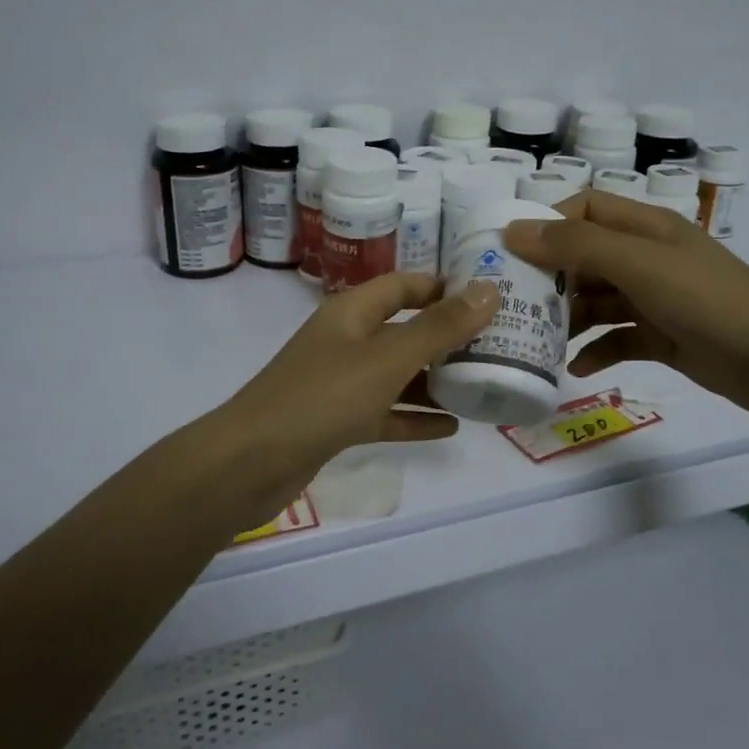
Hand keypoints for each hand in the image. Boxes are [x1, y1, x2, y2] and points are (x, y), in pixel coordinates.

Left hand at [217, 272, 499, 524]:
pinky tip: (451, 427)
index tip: (487, 298)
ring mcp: (339, 383)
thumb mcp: (388, 359)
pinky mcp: (336, 421)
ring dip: (434, 379)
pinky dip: (414, 417)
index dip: (442, 287)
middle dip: (446, 336)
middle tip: (497, 345)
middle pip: (403, 330)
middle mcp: (346, 341)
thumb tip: (489, 291)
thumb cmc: (322, 397)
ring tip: (482, 385)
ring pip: (396, 374)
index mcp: (352, 313)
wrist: (251, 463)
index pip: (403, 285)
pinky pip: (384, 412)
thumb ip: (439, 327)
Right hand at [502, 189, 748, 414]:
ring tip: (535, 341)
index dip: (547, 224)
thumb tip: (514, 230)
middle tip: (512, 305)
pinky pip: (617, 339)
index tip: (509, 253)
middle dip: (549, 279)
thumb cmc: (705, 298)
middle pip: (584, 259)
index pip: (584, 210)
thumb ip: (576, 246)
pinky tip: (574, 369)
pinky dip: (596, 351)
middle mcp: (646, 258)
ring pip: (597, 301)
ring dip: (568, 319)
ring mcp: (654, 299)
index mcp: (644, 228)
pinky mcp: (662, 337)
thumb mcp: (637, 263)